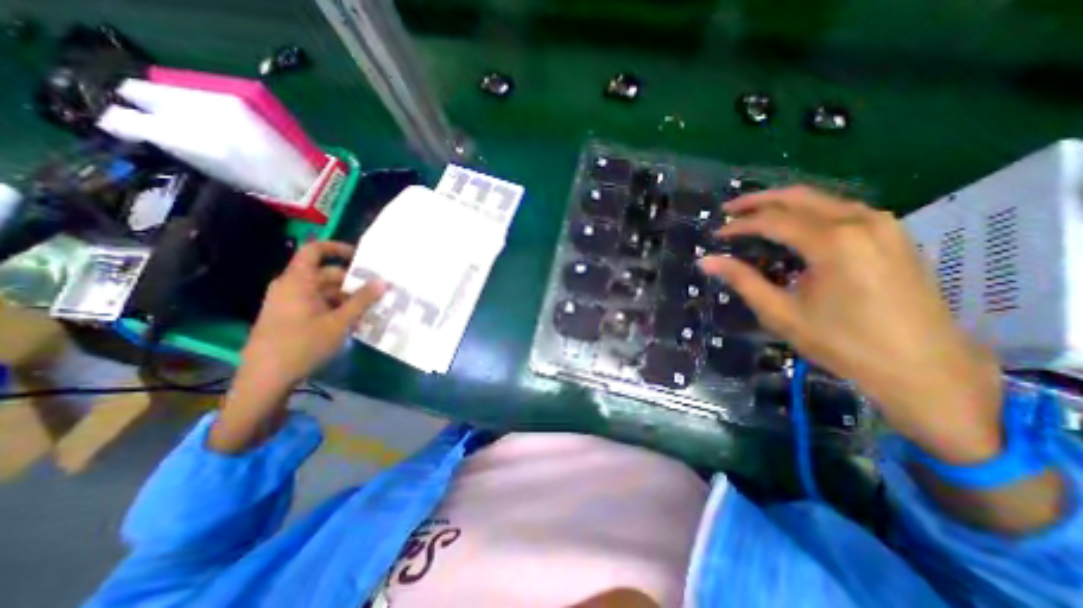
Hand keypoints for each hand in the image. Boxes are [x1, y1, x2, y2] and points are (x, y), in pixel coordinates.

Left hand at [243, 240, 388, 386]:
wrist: (265, 379)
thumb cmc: (303, 345)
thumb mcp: (339, 322)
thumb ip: (362, 300)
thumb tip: (383, 281)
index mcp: (298, 281)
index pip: (316, 250)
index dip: (339, 248)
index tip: (363, 258)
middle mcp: (291, 287)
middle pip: (327, 274)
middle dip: (353, 283)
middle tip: (378, 293)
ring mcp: (289, 303)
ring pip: (325, 292)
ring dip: (348, 300)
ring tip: (370, 312)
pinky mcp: (290, 317)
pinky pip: (318, 305)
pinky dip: (336, 310)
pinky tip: (354, 324)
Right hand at [699, 188, 1001, 463]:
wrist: (924, 367)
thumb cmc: (843, 342)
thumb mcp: (781, 313)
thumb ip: (742, 280)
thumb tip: (706, 261)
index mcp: (833, 242)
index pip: (772, 221)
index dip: (739, 226)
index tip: (716, 235)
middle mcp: (860, 221)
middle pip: (798, 197)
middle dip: (758, 200)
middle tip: (728, 210)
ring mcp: (883, 224)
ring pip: (822, 199)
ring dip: (784, 203)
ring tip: (754, 215)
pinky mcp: (894, 234)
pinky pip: (842, 210)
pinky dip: (809, 212)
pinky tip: (794, 226)